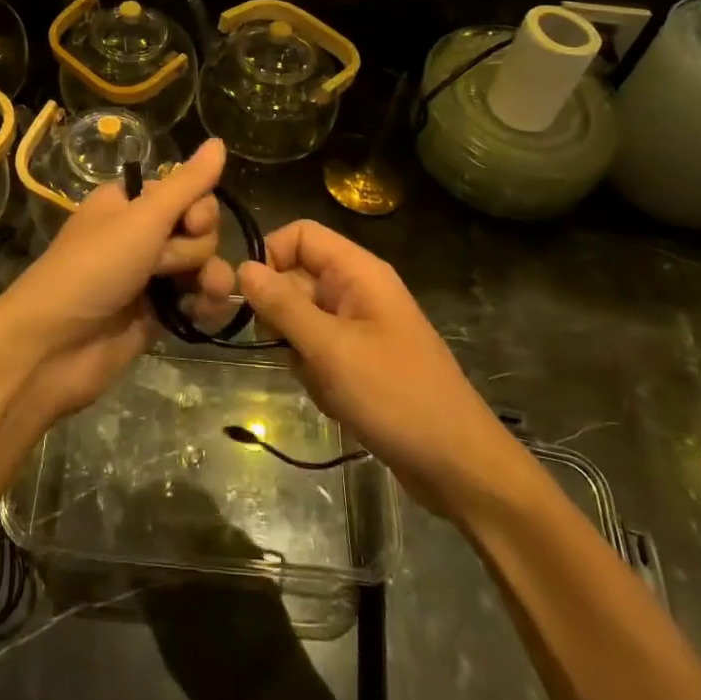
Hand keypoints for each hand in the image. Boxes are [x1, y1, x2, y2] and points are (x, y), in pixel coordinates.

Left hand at [0, 139, 237, 423]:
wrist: (54, 346)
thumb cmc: (94, 268)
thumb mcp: (142, 218)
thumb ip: (187, 184)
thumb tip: (219, 142)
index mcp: (129, 203)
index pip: (185, 191)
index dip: (198, 208)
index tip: (191, 223)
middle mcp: (140, 234)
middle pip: (197, 229)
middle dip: (194, 248)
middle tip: (165, 265)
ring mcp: (148, 276)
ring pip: (200, 265)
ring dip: (209, 277)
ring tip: (202, 294)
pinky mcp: (156, 314)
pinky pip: (195, 299)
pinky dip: (204, 305)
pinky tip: (204, 314)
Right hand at [237, 221, 514, 516]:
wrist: (457, 464)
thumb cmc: (394, 395)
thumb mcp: (330, 349)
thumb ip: (283, 305)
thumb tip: (243, 267)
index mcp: (358, 272)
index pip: (300, 235)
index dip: (272, 257)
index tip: (255, 299)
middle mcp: (358, 290)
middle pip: (296, 279)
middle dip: (283, 318)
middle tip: (291, 352)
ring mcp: (360, 326)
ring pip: (302, 321)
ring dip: (300, 353)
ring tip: (324, 383)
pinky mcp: (360, 360)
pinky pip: (318, 352)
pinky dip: (316, 375)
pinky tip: (336, 402)